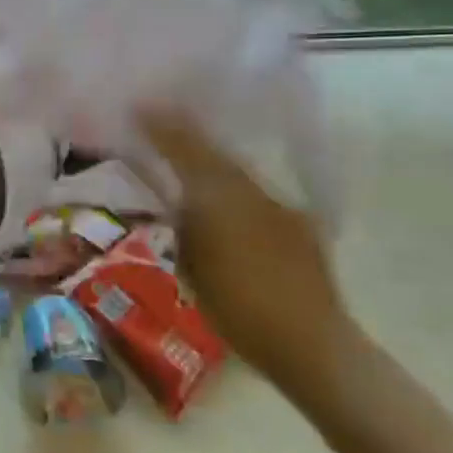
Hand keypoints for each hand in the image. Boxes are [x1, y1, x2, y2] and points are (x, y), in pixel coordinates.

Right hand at [137, 105, 349, 386]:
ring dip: (210, 156)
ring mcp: (278, 205)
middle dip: (185, 133)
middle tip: (161, 118)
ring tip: (189, 151)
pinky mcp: (299, 223)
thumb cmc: (239, 310)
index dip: (161, 127)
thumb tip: (176, 200)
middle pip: (212, 152)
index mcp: (219, 198)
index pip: (184, 150)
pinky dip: (235, 184)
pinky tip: (228, 195)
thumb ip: (183, 225)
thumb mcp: (192, 266)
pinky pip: (256, 190)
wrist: (312, 345)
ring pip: (236, 169)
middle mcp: (250, 190)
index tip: (139, 108)